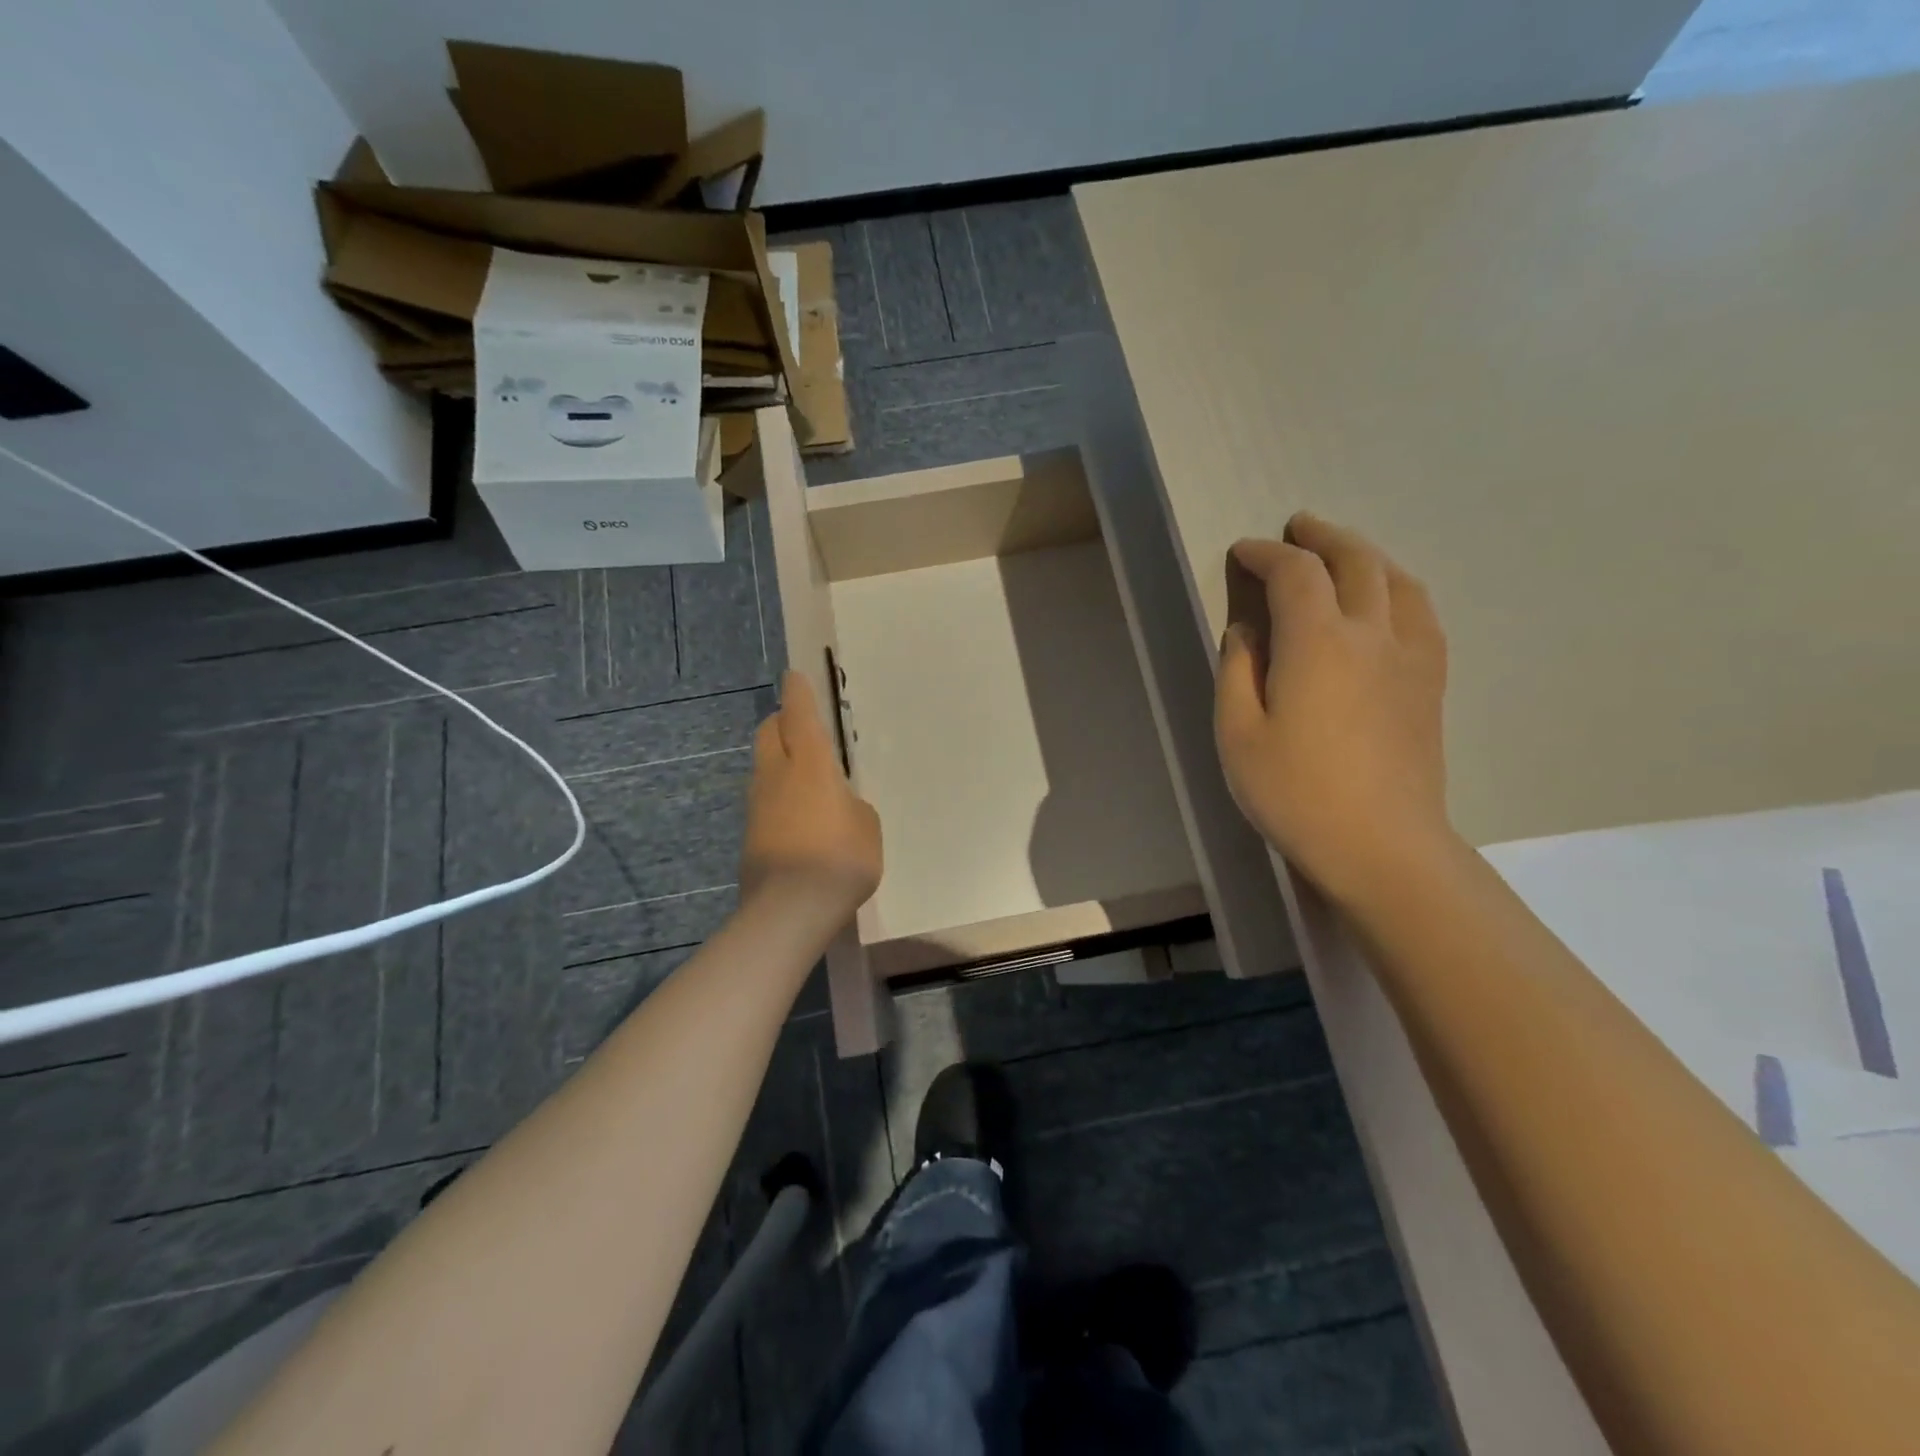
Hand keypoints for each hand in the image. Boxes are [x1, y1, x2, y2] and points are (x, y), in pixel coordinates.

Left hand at [740, 671, 881, 924]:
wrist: (790, 909)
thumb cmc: (841, 858)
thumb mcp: (867, 825)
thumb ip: (852, 805)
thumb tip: (837, 805)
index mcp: (810, 764)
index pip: (798, 715)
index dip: (798, 693)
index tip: (794, 677)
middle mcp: (777, 775)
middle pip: (769, 732)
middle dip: (782, 722)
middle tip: (803, 728)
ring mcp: (757, 805)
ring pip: (763, 765)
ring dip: (779, 759)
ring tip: (806, 777)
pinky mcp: (750, 834)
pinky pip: (764, 798)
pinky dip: (778, 794)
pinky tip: (799, 816)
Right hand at [1215, 513, 1453, 907]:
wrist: (1382, 844)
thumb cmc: (1295, 792)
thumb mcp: (1238, 735)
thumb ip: (1237, 672)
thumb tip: (1246, 631)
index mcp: (1318, 642)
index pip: (1295, 573)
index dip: (1266, 553)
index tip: (1242, 552)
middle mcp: (1371, 634)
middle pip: (1355, 561)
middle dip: (1322, 537)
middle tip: (1297, 528)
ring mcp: (1411, 656)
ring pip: (1396, 580)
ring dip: (1365, 555)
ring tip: (1342, 553)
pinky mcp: (1431, 683)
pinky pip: (1421, 613)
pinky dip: (1398, 589)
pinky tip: (1388, 600)